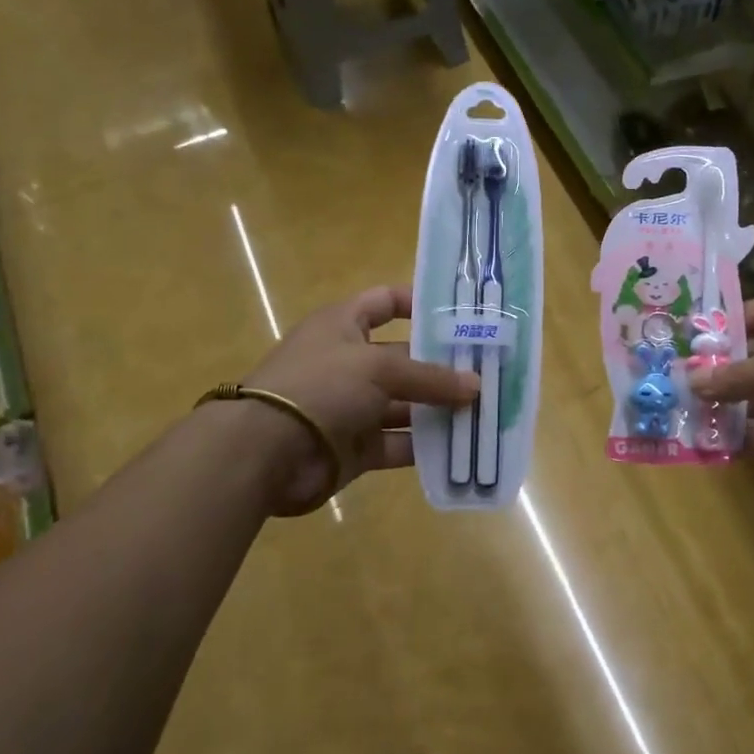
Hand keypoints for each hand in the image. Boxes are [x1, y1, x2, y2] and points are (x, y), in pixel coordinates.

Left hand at [239, 286, 477, 513]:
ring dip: (439, 410)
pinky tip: (460, 447)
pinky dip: (424, 446)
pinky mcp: (354, 447)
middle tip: (489, 372)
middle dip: (443, 367)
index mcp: (343, 325)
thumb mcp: (379, 367)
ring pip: (405, 405)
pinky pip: (397, 443)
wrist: (264, 452)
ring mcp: (351, 407)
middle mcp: (348, 362)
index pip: (384, 302)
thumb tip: (476, 386)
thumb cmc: (321, 385)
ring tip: (484, 412)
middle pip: (404, 359)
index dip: (418, 303)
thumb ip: (430, 377)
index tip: (460, 314)